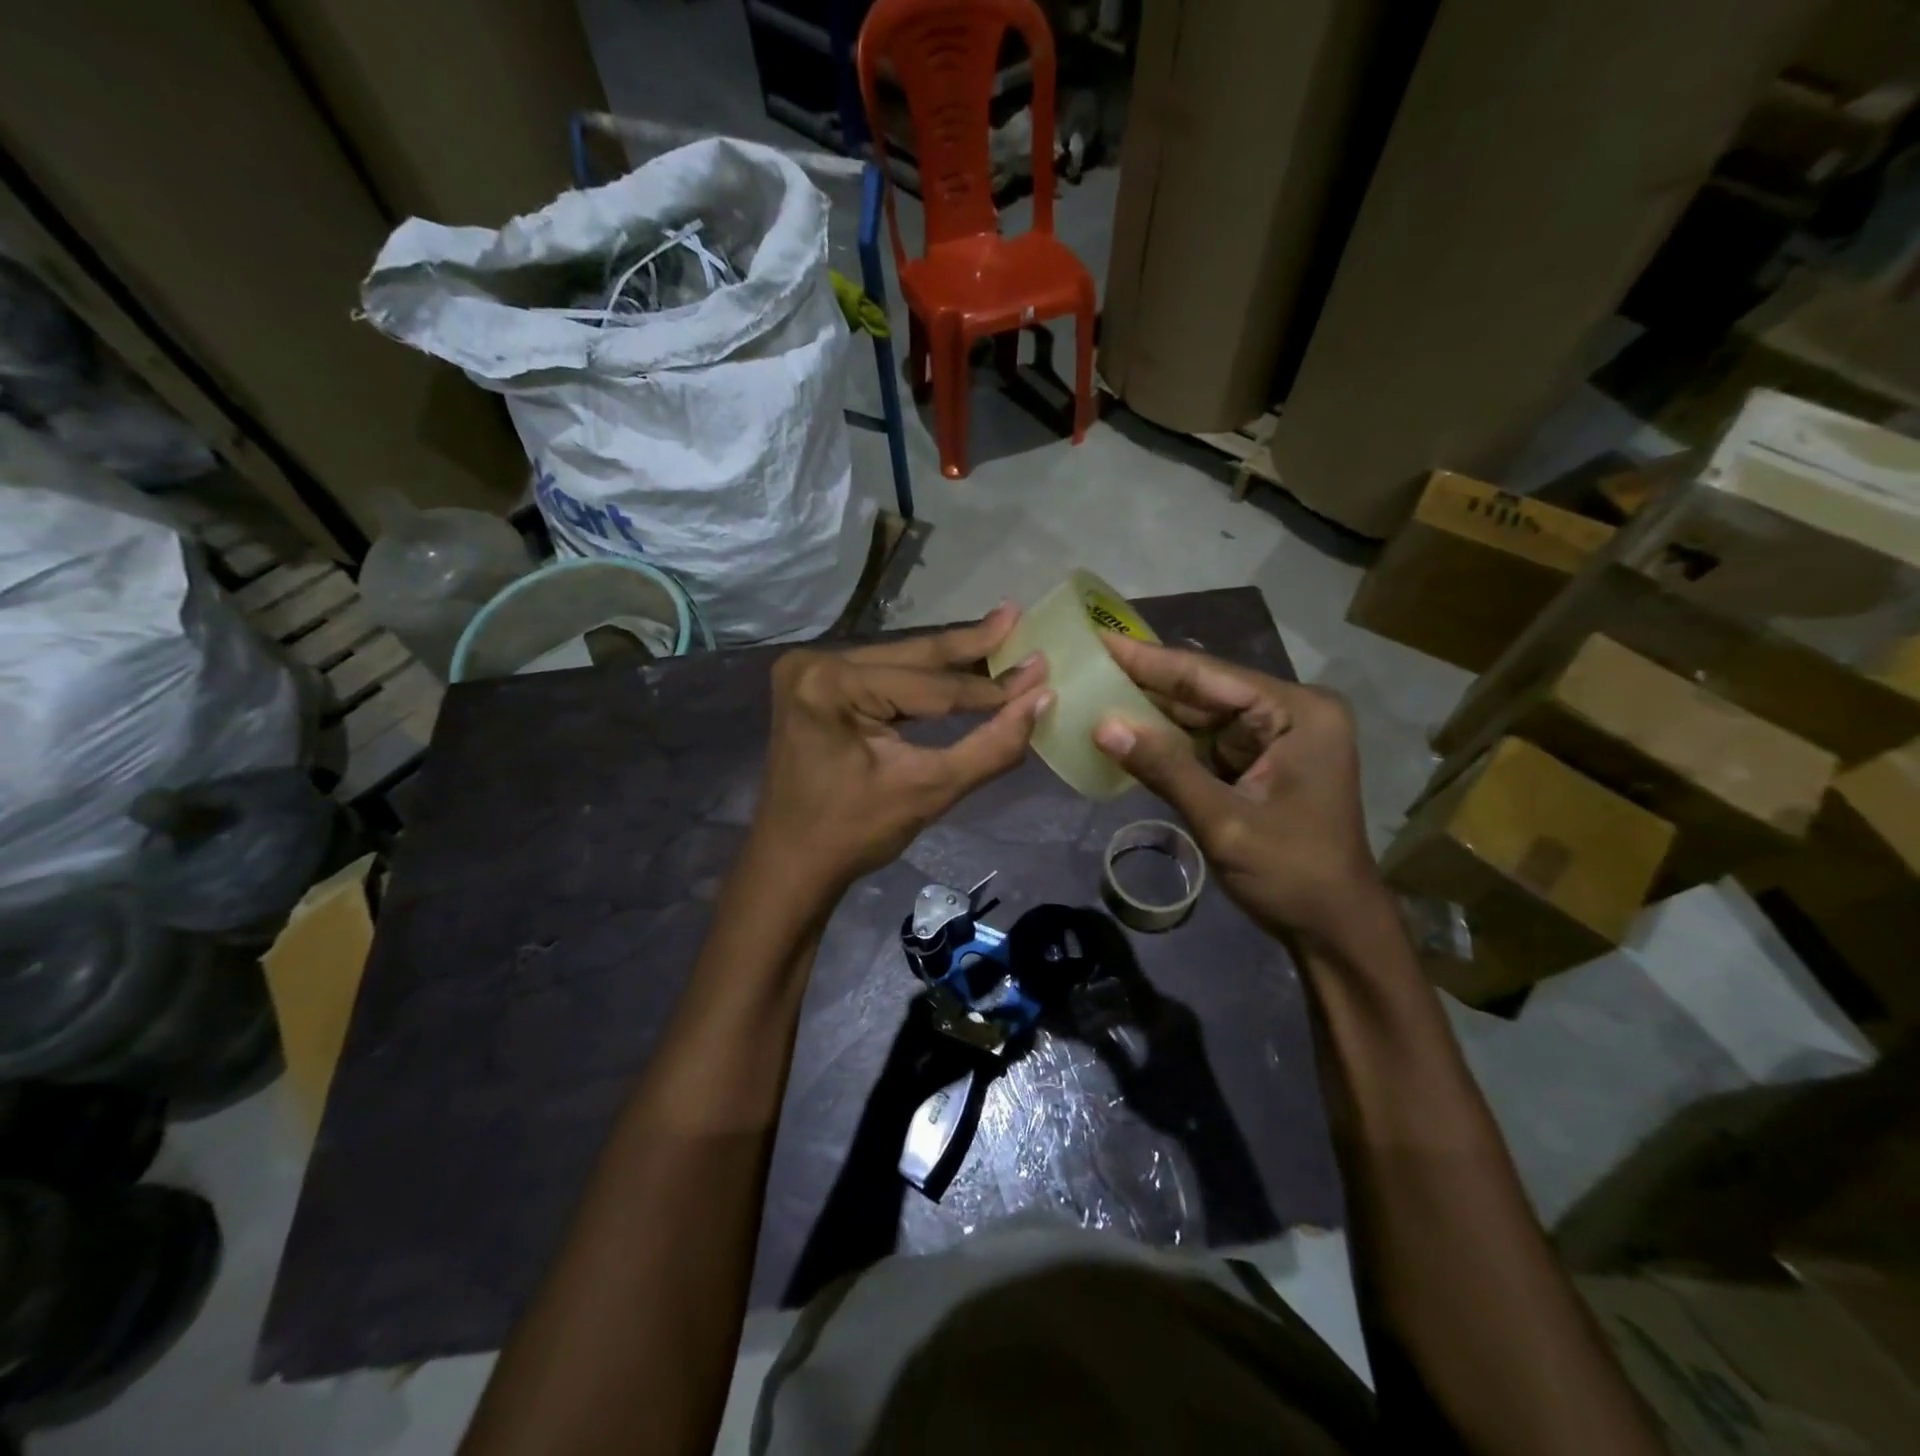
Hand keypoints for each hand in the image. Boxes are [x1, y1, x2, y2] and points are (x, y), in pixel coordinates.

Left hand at [749, 606, 1051, 896]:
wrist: (792, 863)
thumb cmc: (854, 834)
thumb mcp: (930, 790)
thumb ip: (991, 746)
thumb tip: (1041, 699)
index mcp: (832, 684)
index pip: (931, 684)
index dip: (990, 686)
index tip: (1042, 668)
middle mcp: (815, 663)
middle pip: (912, 656)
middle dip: (970, 646)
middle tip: (1016, 617)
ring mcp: (809, 670)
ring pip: (899, 661)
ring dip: (949, 659)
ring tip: (999, 634)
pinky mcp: (814, 684)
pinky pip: (881, 675)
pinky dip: (921, 678)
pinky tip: (957, 664)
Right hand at [1091, 636, 1384, 945]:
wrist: (1334, 928)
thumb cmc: (1292, 873)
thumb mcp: (1224, 820)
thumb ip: (1164, 768)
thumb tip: (1101, 725)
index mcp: (1297, 713)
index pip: (1209, 676)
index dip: (1150, 660)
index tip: (1100, 640)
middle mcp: (1290, 713)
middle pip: (1205, 692)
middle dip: (1147, 684)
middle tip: (1088, 665)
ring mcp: (1276, 738)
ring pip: (1202, 717)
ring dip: (1153, 713)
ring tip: (1096, 691)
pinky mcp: (1261, 763)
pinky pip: (1206, 743)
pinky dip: (1168, 743)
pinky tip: (1127, 731)